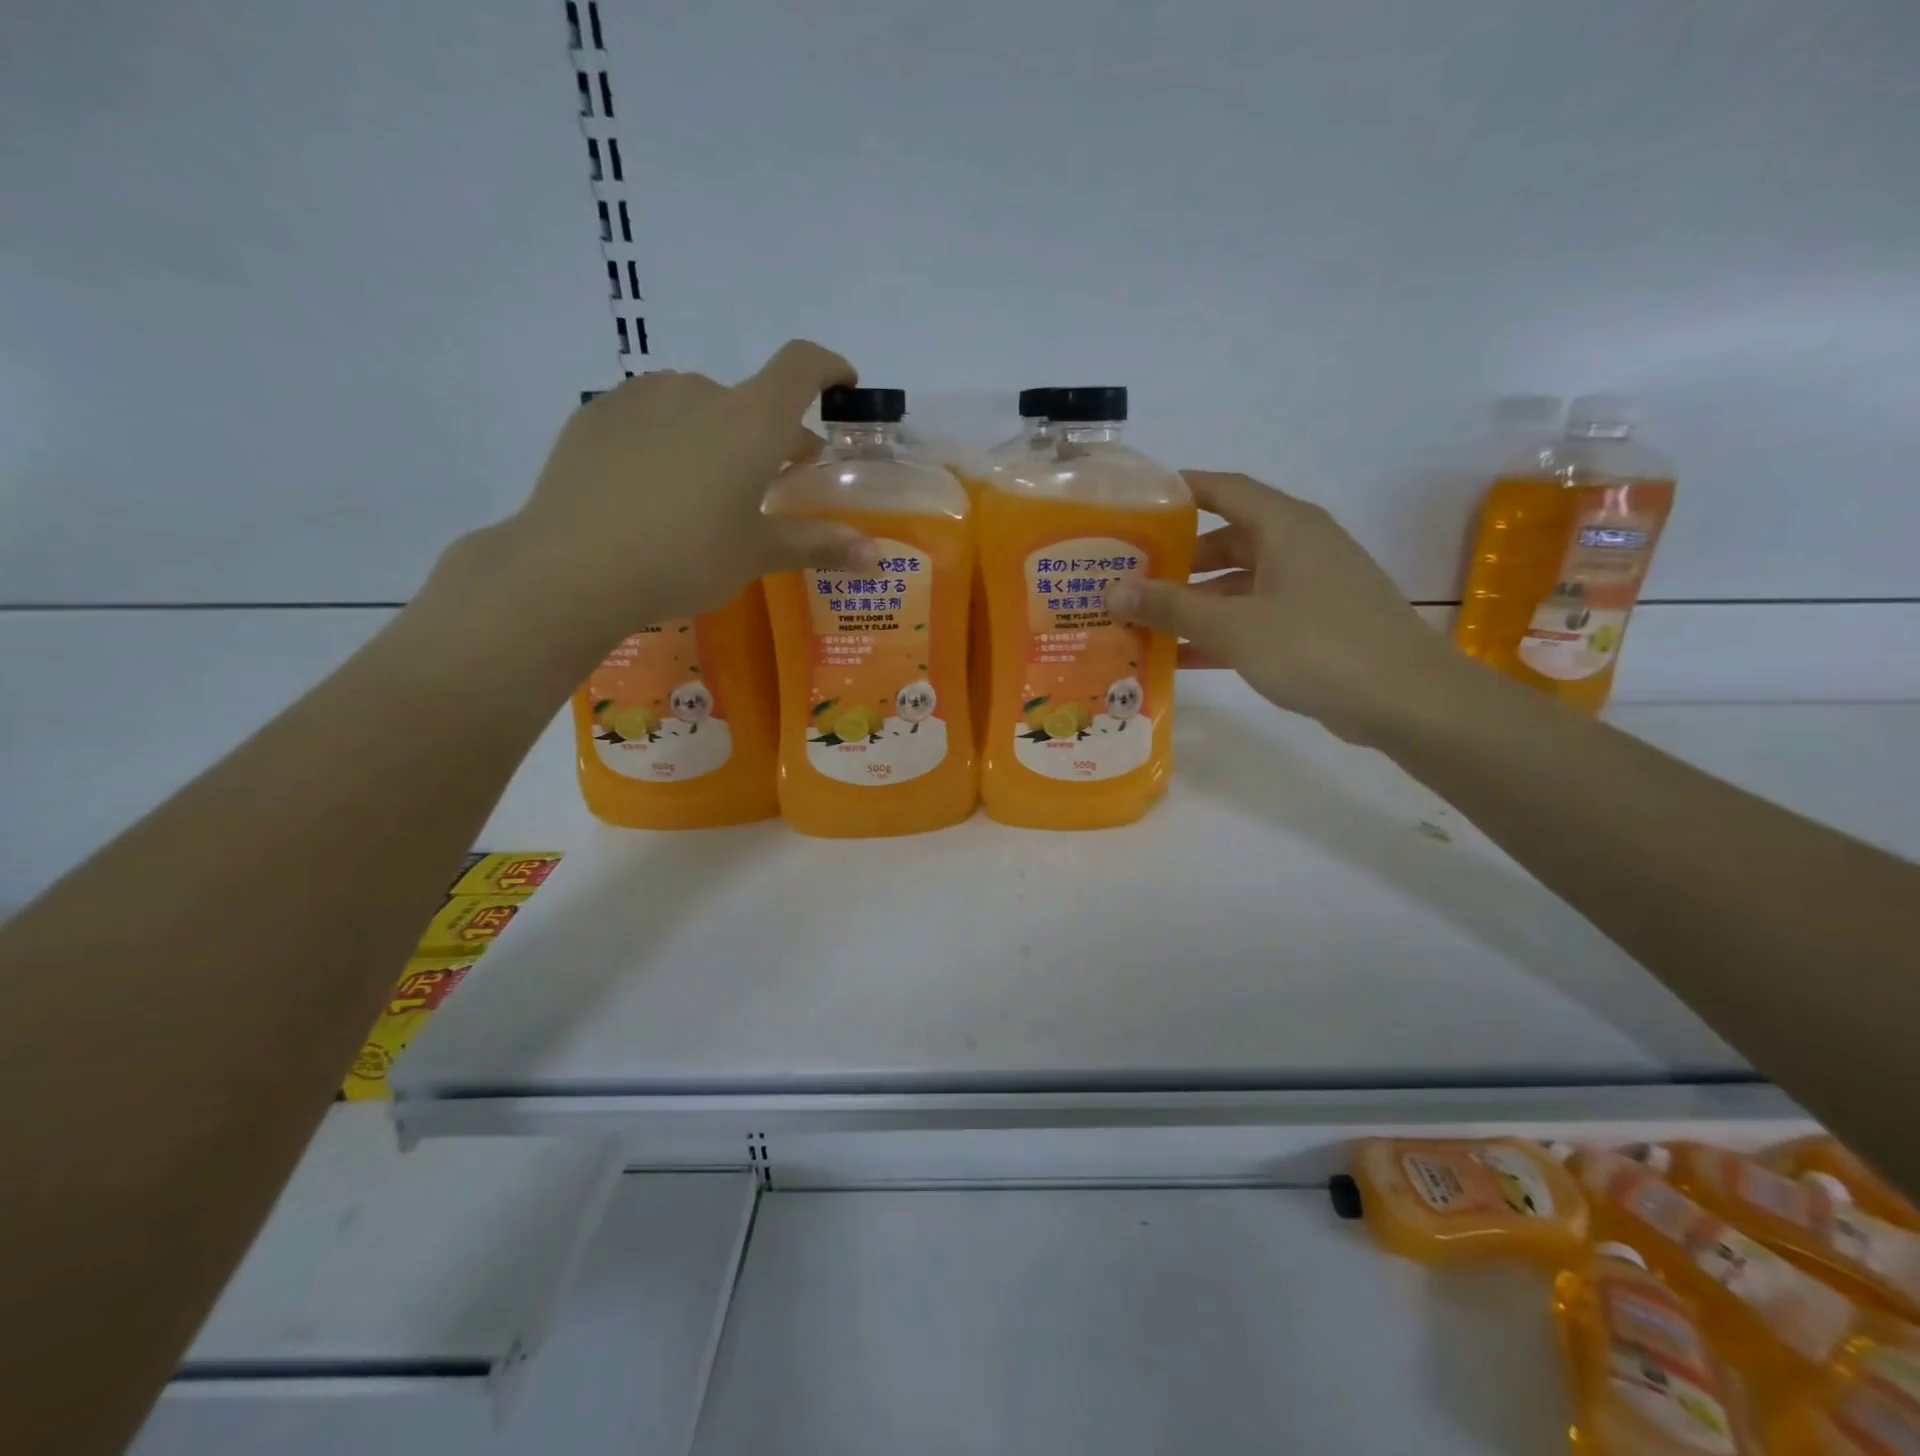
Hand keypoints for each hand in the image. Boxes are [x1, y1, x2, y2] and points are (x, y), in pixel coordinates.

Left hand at [476, 341, 877, 646]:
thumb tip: (876, 557)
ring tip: (708, 488)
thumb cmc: (685, 559)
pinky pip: (651, 415)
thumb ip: (819, 546)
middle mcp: (699, 392)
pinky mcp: (598, 413)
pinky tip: (654, 485)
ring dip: (719, 435)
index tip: (842, 387)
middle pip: (751, 399)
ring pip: (699, 406)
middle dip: (773, 434)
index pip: (802, 366)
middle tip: (776, 481)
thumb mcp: (757, 554)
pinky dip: (670, 438)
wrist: (573, 567)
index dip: (829, 368)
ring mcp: (642, 397)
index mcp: (750, 421)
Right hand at [1111, 471, 1469, 744]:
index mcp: (1285, 526)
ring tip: (1143, 621)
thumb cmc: (1317, 647)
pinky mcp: (1314, 623)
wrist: (1405, 700)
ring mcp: (1309, 586)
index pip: (1224, 490)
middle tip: (1128, 577)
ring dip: (1194, 602)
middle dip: (1177, 560)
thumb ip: (1172, 607)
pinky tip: (1180, 656)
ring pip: (1238, 584)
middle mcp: (1298, 546)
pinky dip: (1220, 630)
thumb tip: (1112, 591)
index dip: (1180, 492)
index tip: (1135, 506)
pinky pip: (1255, 616)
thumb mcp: (1235, 626)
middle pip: (1225, 541)